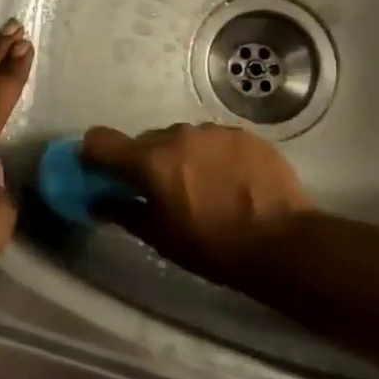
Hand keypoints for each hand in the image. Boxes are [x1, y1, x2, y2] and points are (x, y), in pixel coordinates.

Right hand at [80, 122, 312, 282]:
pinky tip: (229, 182)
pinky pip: (214, 140)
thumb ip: (126, 213)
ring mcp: (213, 131)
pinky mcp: (243, 134)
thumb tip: (99, 202)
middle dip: (145, 162)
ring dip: (181, 157)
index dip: (94, 154)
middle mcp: (178, 135)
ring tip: (202, 187)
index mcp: (151, 161)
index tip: (99, 171)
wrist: (284, 242)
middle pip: (146, 141)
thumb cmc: (214, 247)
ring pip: (182, 138)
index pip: (102, 140)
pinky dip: (212, 156)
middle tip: (160, 191)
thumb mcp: (162, 238)